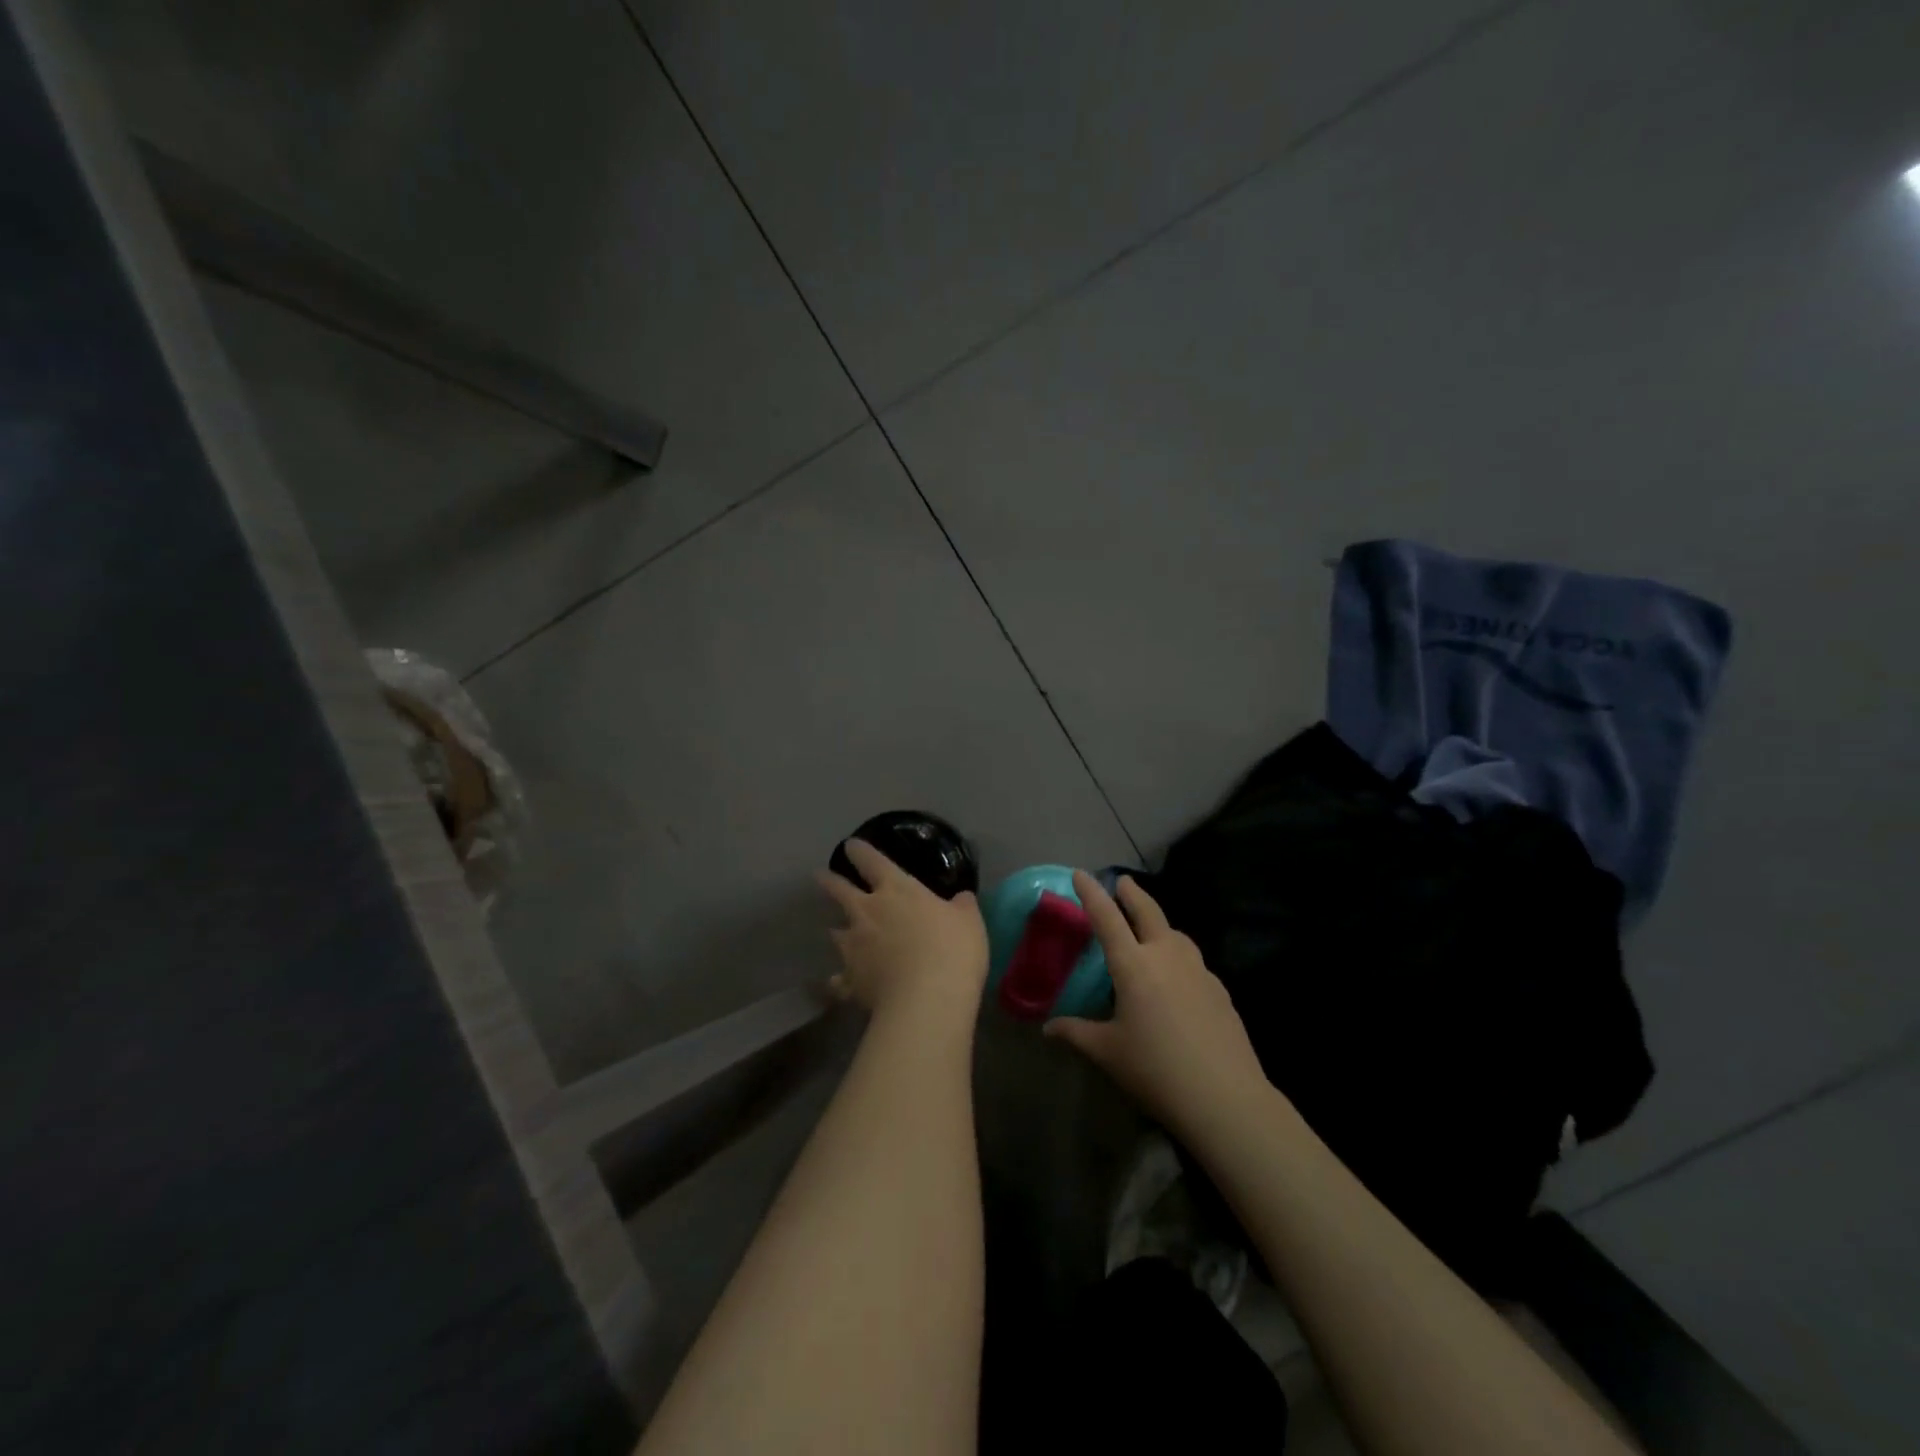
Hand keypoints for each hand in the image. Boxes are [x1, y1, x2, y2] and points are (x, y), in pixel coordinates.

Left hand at [816, 839, 988, 1023]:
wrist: (926, 1000)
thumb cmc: (952, 949)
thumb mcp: (969, 921)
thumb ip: (961, 906)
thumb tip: (961, 897)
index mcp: (896, 889)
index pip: (871, 860)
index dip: (859, 851)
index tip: (851, 846)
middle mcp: (867, 912)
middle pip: (840, 890)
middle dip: (829, 881)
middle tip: (820, 876)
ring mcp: (854, 947)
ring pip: (836, 933)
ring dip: (837, 931)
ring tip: (836, 932)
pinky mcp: (850, 980)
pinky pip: (839, 979)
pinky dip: (839, 980)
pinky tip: (839, 984)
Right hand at [1045, 871, 1269, 1139]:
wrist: (1225, 1098)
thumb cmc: (1156, 1071)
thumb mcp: (1108, 1053)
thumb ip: (1076, 1033)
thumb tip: (1048, 1028)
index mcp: (1133, 966)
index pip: (1107, 919)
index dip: (1091, 894)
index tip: (1081, 874)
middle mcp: (1166, 957)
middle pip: (1148, 912)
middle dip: (1132, 893)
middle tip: (1122, 882)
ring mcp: (1198, 971)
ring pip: (1176, 934)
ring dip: (1159, 924)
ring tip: (1150, 929)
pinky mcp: (1220, 990)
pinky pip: (1193, 961)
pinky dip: (1179, 955)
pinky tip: (1177, 977)